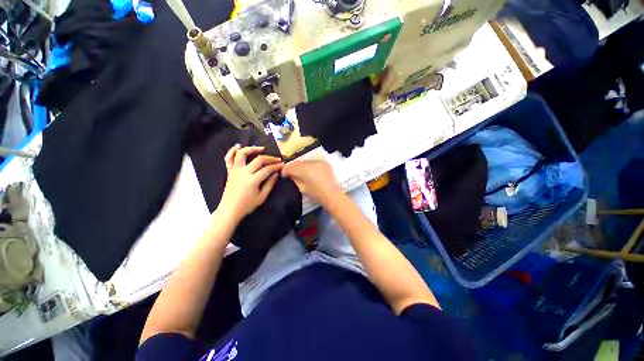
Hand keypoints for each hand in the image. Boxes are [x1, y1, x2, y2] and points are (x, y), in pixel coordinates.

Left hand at [218, 145, 282, 220]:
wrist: (229, 210)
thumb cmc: (247, 205)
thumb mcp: (262, 197)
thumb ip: (270, 184)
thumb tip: (276, 174)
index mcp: (252, 180)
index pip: (267, 169)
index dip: (276, 166)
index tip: (282, 165)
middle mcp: (244, 172)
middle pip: (259, 160)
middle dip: (270, 158)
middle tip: (277, 159)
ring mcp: (235, 171)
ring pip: (242, 154)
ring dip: (252, 149)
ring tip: (261, 148)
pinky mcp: (230, 171)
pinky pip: (228, 159)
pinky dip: (232, 151)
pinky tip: (238, 146)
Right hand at [281, 160, 341, 205]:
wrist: (333, 195)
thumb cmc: (316, 195)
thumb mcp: (302, 188)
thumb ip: (294, 179)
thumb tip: (290, 175)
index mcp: (305, 170)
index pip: (291, 166)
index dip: (285, 170)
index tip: (283, 174)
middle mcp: (312, 163)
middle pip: (298, 162)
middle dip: (292, 167)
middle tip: (290, 173)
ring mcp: (319, 162)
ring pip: (305, 161)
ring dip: (301, 166)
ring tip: (299, 172)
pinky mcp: (324, 163)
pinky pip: (313, 162)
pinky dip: (309, 165)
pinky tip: (309, 171)